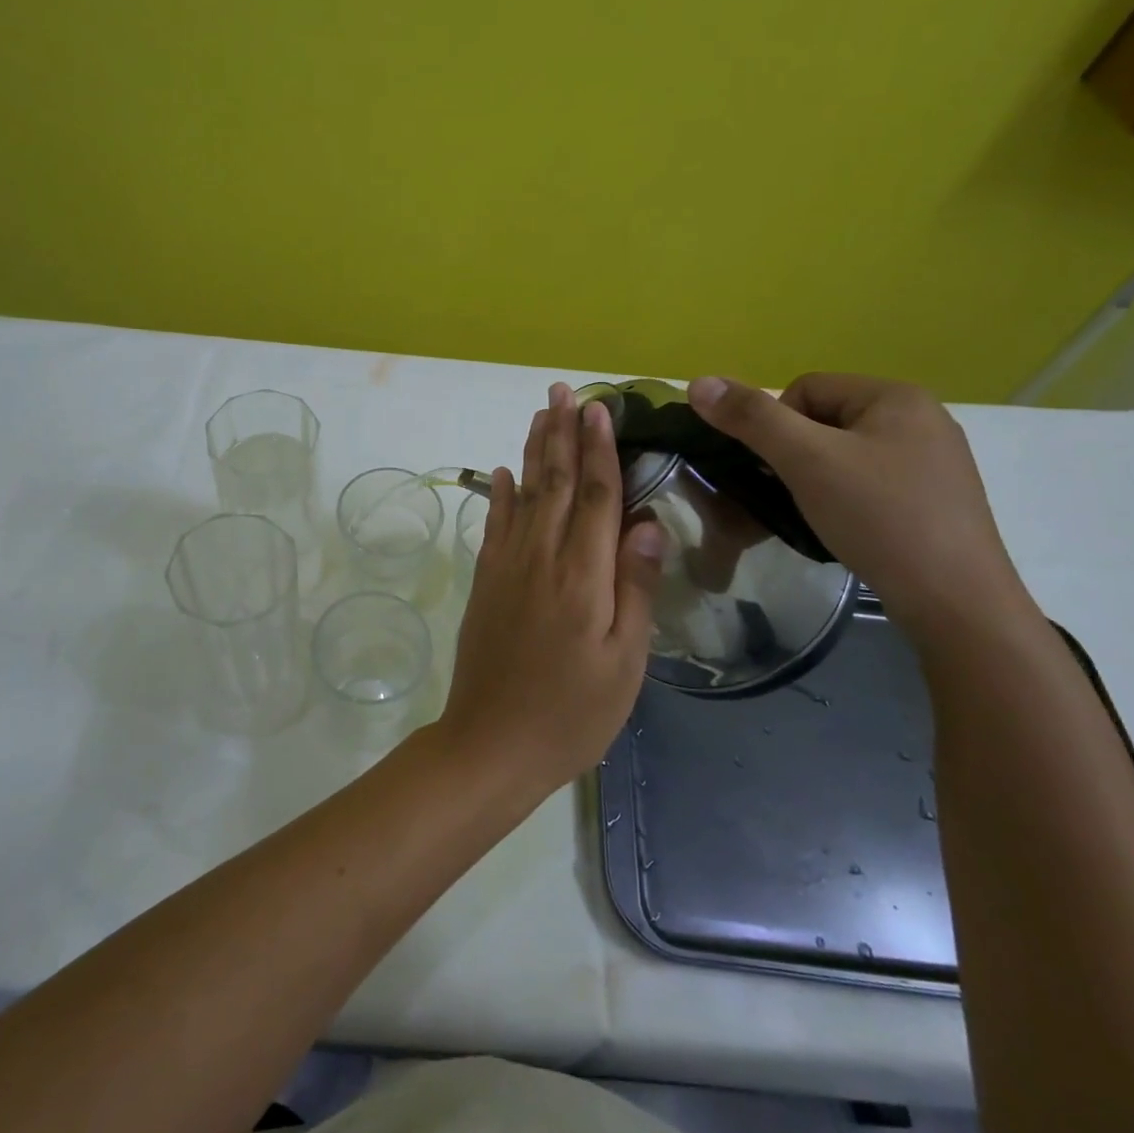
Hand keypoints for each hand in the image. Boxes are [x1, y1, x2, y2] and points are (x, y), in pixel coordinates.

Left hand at [438, 382, 666, 797]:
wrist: (491, 743)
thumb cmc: (572, 712)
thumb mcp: (623, 661)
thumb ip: (635, 587)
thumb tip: (648, 522)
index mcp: (582, 574)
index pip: (594, 495)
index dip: (599, 449)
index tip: (600, 407)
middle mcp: (540, 557)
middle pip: (554, 481)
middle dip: (562, 432)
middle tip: (563, 389)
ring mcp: (507, 567)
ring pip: (523, 494)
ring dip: (533, 450)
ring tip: (540, 413)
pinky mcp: (486, 582)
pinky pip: (495, 525)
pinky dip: (500, 494)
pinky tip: (503, 473)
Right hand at [685, 373, 1034, 635]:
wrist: (955, 601)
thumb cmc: (879, 517)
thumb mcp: (806, 461)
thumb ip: (751, 418)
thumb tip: (697, 382)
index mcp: (896, 396)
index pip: (805, 389)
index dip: (776, 426)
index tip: (778, 470)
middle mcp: (921, 418)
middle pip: (824, 420)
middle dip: (796, 454)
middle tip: (792, 494)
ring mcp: (932, 460)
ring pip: (843, 454)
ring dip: (816, 478)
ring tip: (816, 513)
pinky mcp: (934, 498)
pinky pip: (868, 481)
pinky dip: (844, 498)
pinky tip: (845, 527)